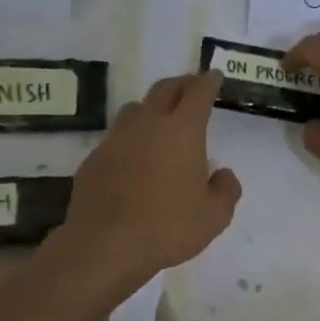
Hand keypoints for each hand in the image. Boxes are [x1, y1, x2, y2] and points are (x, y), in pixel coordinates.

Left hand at [66, 73, 241, 281]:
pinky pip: (117, 137)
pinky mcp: (94, 159)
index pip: (198, 93)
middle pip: (164, 90)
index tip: (214, 75)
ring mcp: (116, 140)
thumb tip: (222, 174)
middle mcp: (147, 125)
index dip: (208, 82)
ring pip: (136, 108)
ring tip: (161, 117)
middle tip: (192, 86)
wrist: (105, 245)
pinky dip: (131, 137)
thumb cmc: (168, 227)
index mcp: (182, 131)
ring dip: (152, 106)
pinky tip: (135, 156)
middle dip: (181, 83)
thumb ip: (226, 190)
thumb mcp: (214, 216)